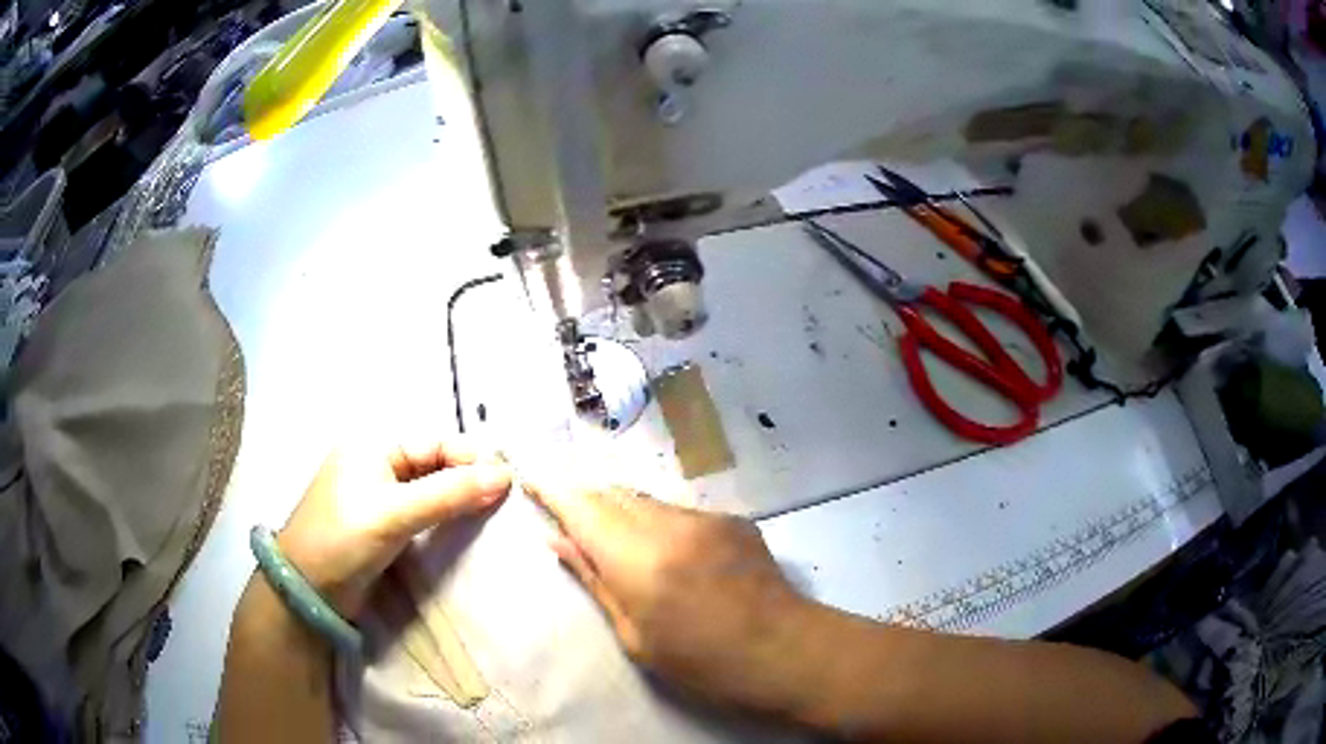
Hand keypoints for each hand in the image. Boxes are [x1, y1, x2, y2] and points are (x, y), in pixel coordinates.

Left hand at [277, 438, 512, 617]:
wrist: (306, 591)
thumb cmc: (342, 540)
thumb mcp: (394, 514)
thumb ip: (448, 493)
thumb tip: (505, 475)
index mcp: (373, 445)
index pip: (435, 443)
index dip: (472, 460)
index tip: (511, 484)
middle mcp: (377, 463)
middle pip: (435, 464)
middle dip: (468, 481)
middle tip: (508, 504)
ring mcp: (378, 495)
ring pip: (431, 490)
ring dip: (459, 502)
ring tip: (495, 519)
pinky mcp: (382, 524)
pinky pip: (422, 513)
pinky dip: (444, 519)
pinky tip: (466, 532)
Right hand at [522, 478, 819, 714]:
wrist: (783, 650)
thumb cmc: (700, 661)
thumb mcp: (634, 634)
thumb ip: (594, 580)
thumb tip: (557, 541)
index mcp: (637, 559)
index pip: (581, 507)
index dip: (551, 489)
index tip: (530, 479)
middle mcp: (669, 524)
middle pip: (612, 493)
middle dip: (585, 498)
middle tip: (568, 514)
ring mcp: (704, 517)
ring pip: (646, 500)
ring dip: (622, 510)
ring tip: (617, 538)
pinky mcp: (731, 519)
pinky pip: (680, 512)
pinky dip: (659, 522)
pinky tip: (670, 553)